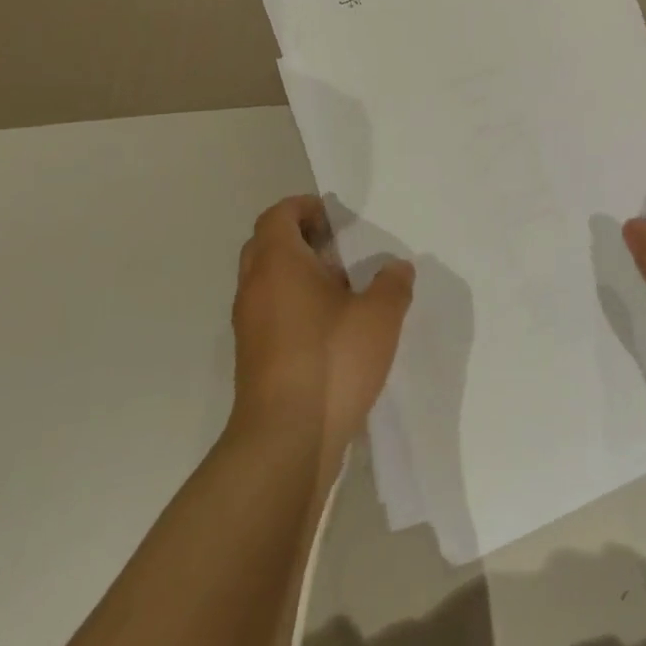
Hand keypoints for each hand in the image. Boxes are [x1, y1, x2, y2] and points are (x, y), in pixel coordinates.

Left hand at [229, 196, 414, 468]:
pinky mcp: (251, 357)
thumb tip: (397, 268)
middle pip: (265, 244)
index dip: (302, 207)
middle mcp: (254, 287)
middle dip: (297, 237)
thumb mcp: (380, 316)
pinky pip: (268, 311)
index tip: (332, 216)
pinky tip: (327, 327)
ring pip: (265, 280)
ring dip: (295, 274)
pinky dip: (291, 304)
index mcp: (278, 263)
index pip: (278, 216)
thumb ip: (392, 285)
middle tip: (335, 247)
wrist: (285, 438)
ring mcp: (248, 325)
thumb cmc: (332, 360)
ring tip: (339, 288)